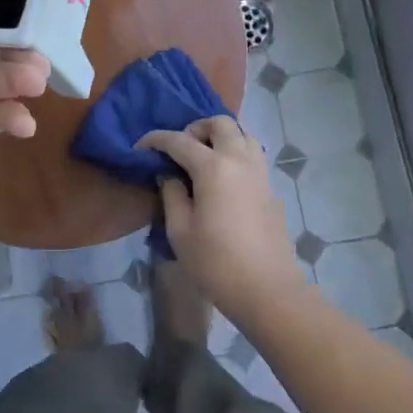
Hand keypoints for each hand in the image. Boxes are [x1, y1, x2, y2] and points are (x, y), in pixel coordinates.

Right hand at [137, 116, 305, 325]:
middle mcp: (240, 160)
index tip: (140, 147)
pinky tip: (224, 180)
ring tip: (204, 159)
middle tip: (180, 149)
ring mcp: (260, 173)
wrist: (267, 289)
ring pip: (243, 134)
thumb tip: (169, 174)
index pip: (180, 140)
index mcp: (214, 167)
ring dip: (222, 137)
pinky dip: (236, 154)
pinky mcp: (271, 189)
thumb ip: (172, 194)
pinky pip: (253, 156)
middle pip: (221, 123)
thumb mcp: (180, 231)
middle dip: (196, 128)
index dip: (156, 140)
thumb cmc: (216, 262)